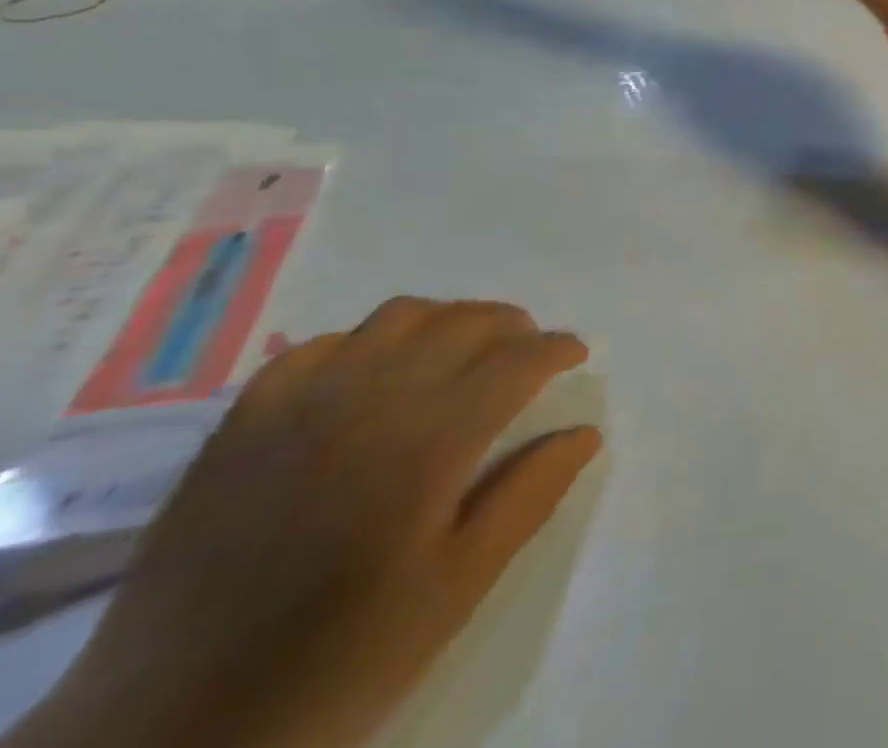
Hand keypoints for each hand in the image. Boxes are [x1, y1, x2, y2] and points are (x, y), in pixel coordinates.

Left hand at [16, 299, 600, 747]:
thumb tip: (585, 432)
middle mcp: (370, 401)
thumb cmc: (337, 660)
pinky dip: (367, 341)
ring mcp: (299, 405)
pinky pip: (320, 346)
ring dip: (448, 320)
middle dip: (512, 326)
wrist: (166, 733)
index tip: (576, 354)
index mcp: (428, 443)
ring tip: (463, 351)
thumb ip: (528, 497)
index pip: (516, 361)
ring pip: (398, 317)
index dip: (556, 348)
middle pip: (464, 323)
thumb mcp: (455, 590)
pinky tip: (374, 373)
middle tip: (531, 351)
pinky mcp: (243, 423)